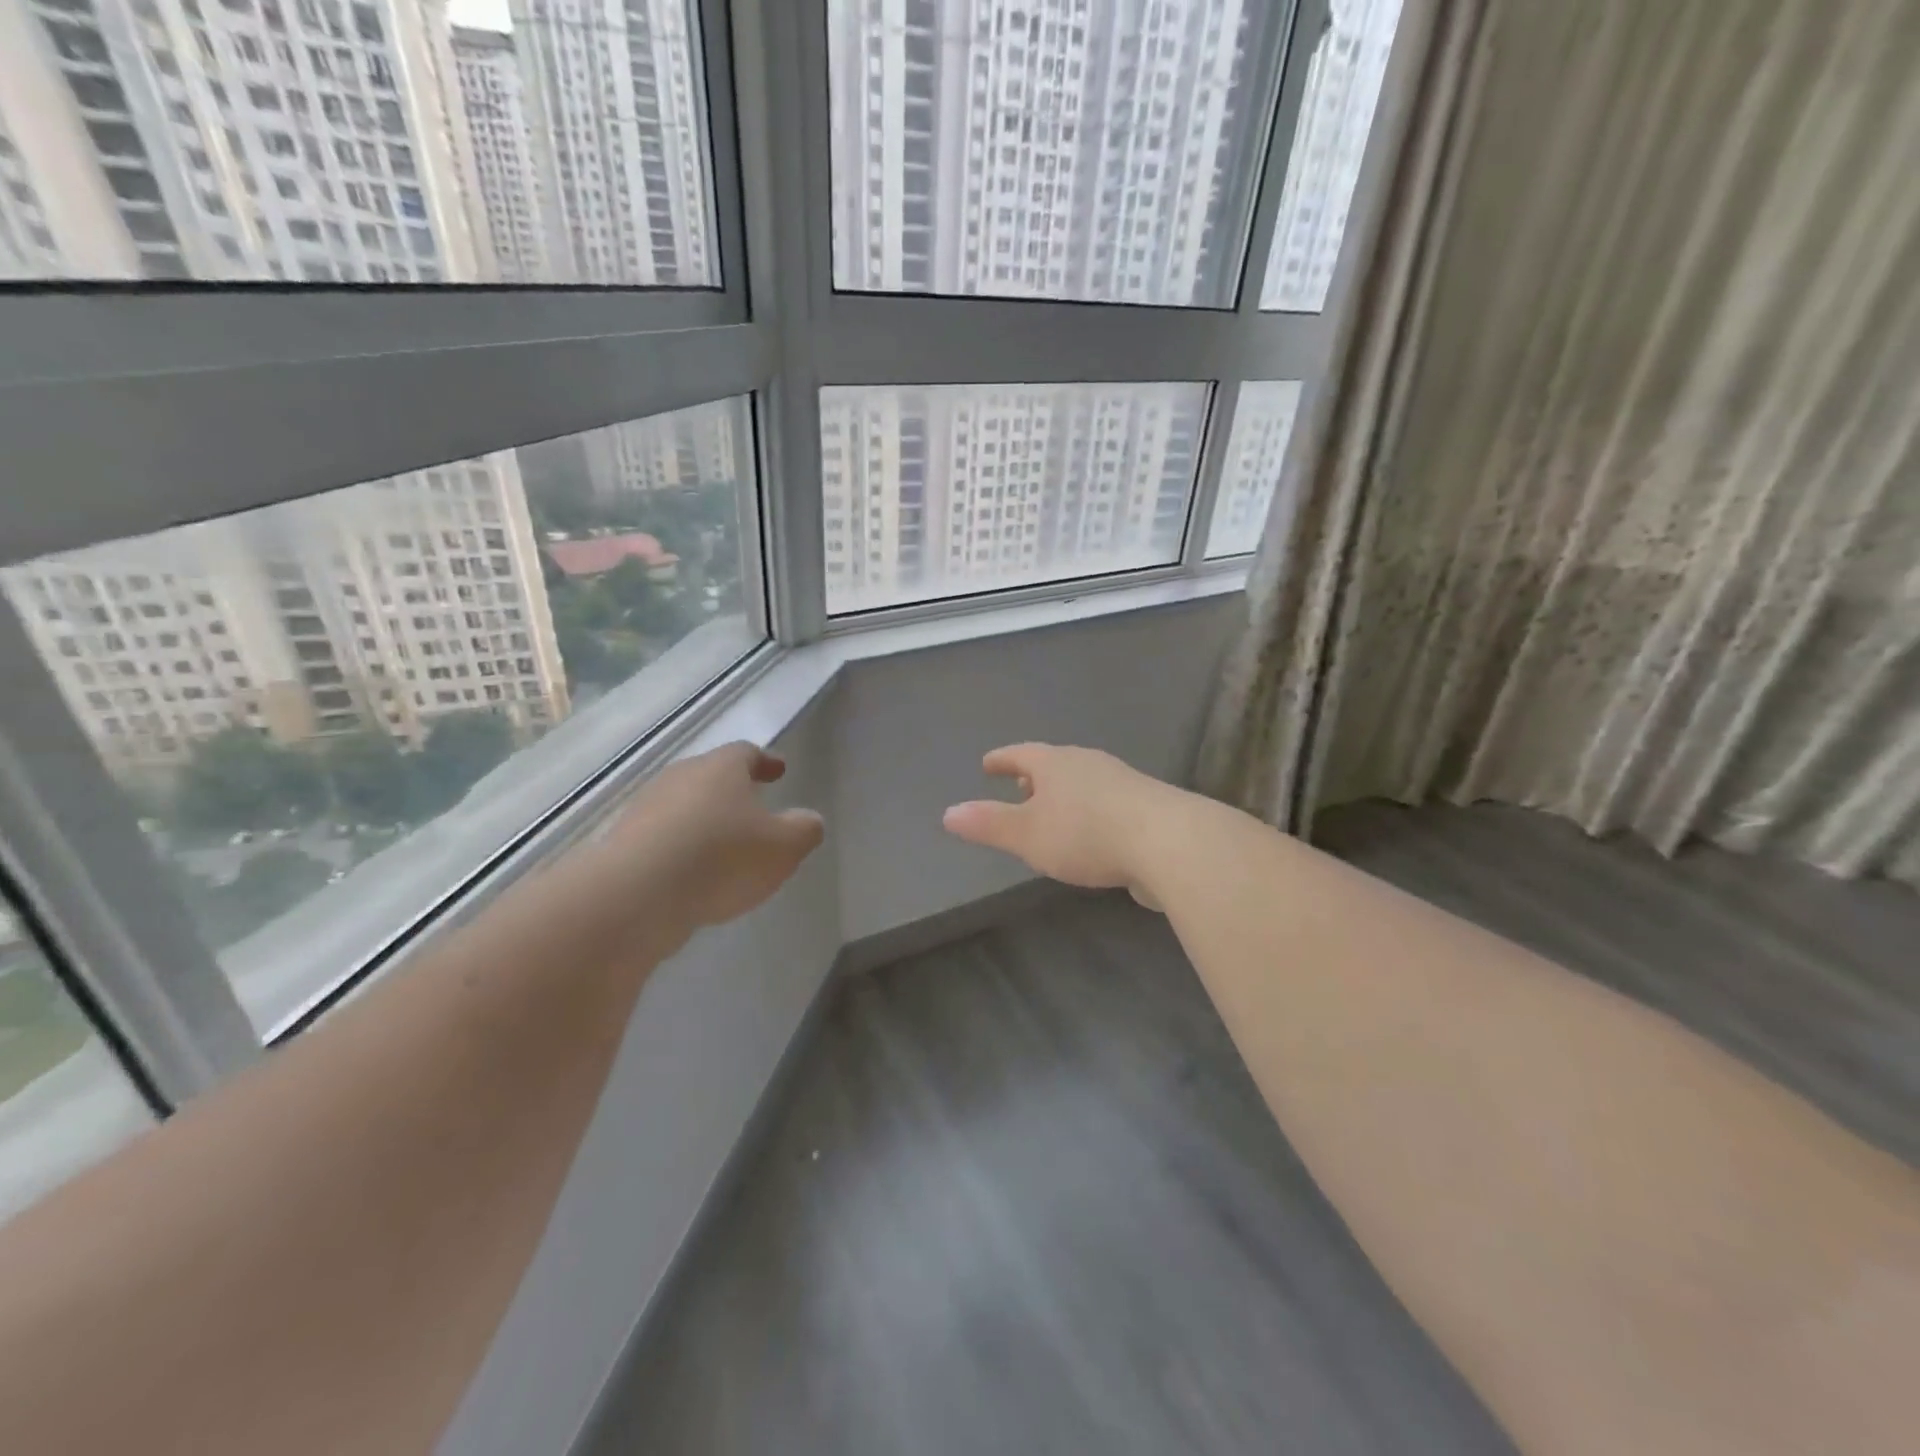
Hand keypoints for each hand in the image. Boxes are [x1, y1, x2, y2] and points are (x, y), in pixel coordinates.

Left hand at [589, 741, 824, 931]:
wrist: (635, 895)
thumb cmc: (721, 858)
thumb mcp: (783, 848)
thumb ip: (804, 830)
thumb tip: (809, 820)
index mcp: (721, 768)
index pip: (747, 753)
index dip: (765, 761)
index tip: (779, 770)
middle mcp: (681, 777)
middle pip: (711, 776)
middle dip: (733, 791)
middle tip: (754, 808)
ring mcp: (646, 809)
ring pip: (684, 807)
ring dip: (705, 821)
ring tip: (724, 847)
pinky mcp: (624, 843)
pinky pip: (663, 838)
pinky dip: (682, 849)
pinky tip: (693, 874)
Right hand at [942, 743, 1172, 903]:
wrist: (1168, 842)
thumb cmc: (1086, 833)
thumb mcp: (1027, 834)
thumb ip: (988, 824)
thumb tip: (948, 813)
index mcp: (1057, 764)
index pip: (1021, 754)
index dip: (1003, 760)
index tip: (988, 764)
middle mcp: (1089, 764)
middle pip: (1055, 765)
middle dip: (1035, 777)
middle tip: (1019, 788)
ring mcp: (1122, 783)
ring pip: (1083, 784)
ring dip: (1065, 796)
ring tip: (1054, 814)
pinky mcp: (1147, 807)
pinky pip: (1107, 804)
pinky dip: (1091, 813)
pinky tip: (1094, 836)